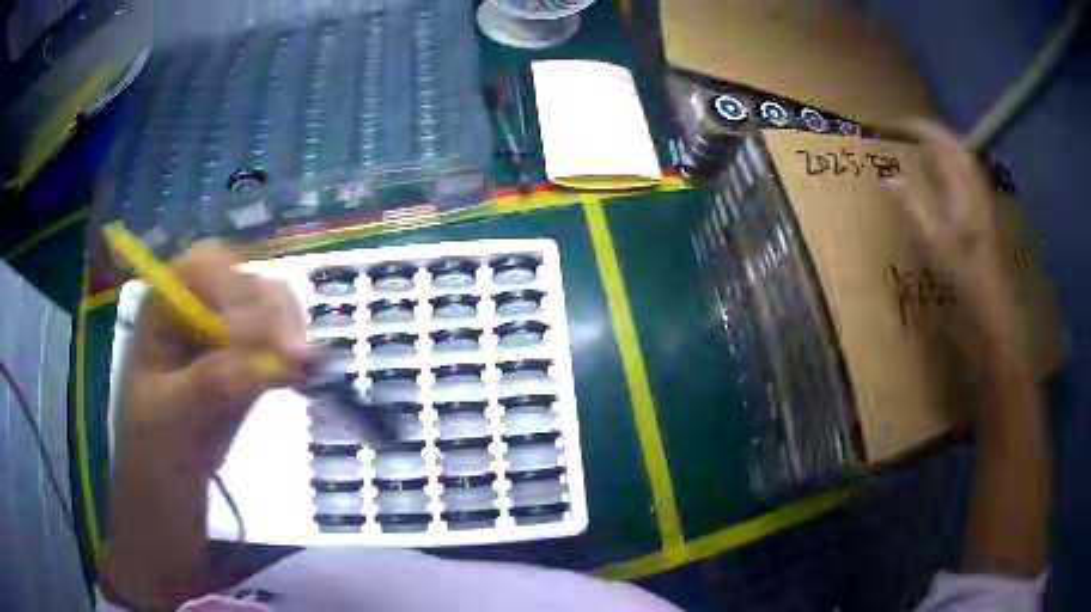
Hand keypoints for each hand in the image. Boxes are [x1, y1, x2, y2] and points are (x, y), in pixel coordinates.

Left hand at [118, 240, 308, 477]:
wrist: (166, 477)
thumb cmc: (152, 442)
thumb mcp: (167, 414)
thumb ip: (204, 385)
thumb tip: (251, 364)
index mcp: (165, 306)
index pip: (202, 271)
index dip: (230, 293)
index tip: (251, 340)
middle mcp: (197, 304)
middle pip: (242, 279)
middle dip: (270, 313)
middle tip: (292, 357)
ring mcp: (226, 327)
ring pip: (269, 302)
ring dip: (289, 329)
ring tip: (301, 369)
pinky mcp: (250, 353)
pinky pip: (280, 335)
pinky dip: (294, 350)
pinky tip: (300, 375)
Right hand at [884, 119, 1023, 368]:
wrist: (998, 318)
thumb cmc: (968, 285)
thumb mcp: (937, 249)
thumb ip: (914, 209)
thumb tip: (889, 178)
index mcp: (967, 193)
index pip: (944, 142)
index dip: (919, 127)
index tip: (893, 124)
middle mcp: (978, 191)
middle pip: (957, 147)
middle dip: (931, 134)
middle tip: (906, 133)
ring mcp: (985, 205)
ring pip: (964, 163)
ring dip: (942, 150)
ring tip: (921, 151)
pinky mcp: (986, 219)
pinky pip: (967, 180)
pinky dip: (951, 171)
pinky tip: (943, 183)